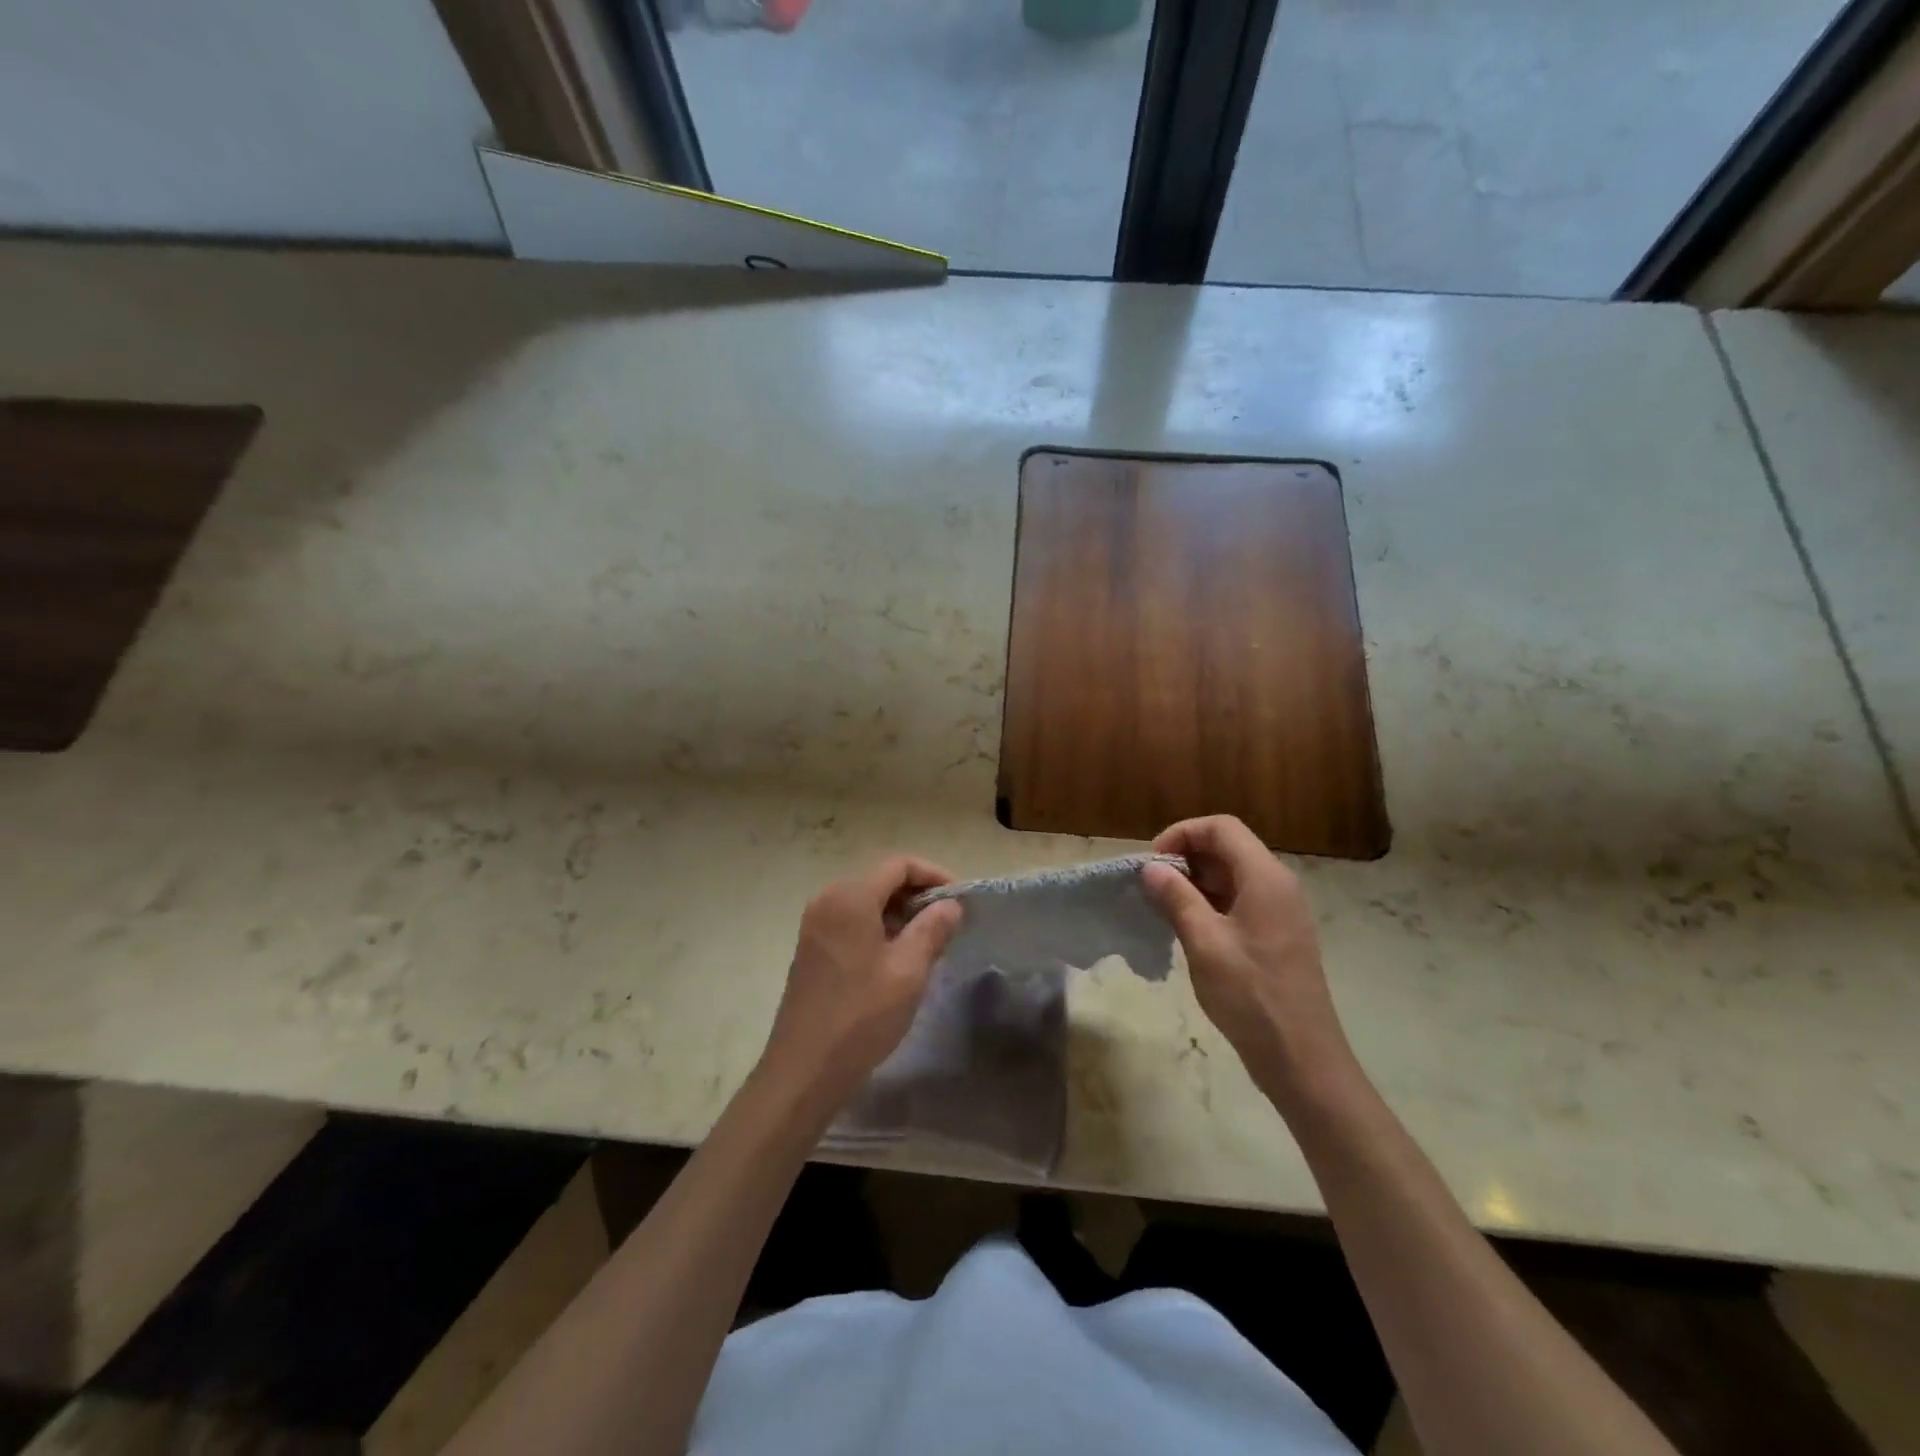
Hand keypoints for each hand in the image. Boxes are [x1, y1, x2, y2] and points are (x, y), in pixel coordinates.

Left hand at [760, 856, 962, 1113]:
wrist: (804, 1069)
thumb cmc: (861, 1016)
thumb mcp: (908, 971)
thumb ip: (933, 928)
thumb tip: (951, 904)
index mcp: (850, 897)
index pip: (898, 865)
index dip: (934, 875)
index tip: (960, 900)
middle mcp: (827, 900)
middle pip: (880, 879)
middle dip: (917, 894)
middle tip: (948, 922)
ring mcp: (815, 925)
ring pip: (866, 902)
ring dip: (899, 913)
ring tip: (929, 941)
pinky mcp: (811, 949)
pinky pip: (851, 922)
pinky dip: (878, 927)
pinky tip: (897, 957)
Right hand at [1141, 816, 1358, 1107]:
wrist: (1301, 1057)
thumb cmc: (1251, 995)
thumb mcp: (1204, 943)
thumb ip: (1177, 898)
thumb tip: (1151, 868)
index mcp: (1265, 877)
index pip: (1221, 828)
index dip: (1182, 834)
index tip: (1153, 863)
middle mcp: (1278, 884)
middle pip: (1228, 847)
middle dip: (1186, 857)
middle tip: (1153, 886)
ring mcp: (1281, 910)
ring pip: (1233, 875)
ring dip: (1196, 881)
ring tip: (1164, 906)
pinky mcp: (1278, 934)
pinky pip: (1240, 900)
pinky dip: (1211, 902)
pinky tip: (1188, 927)